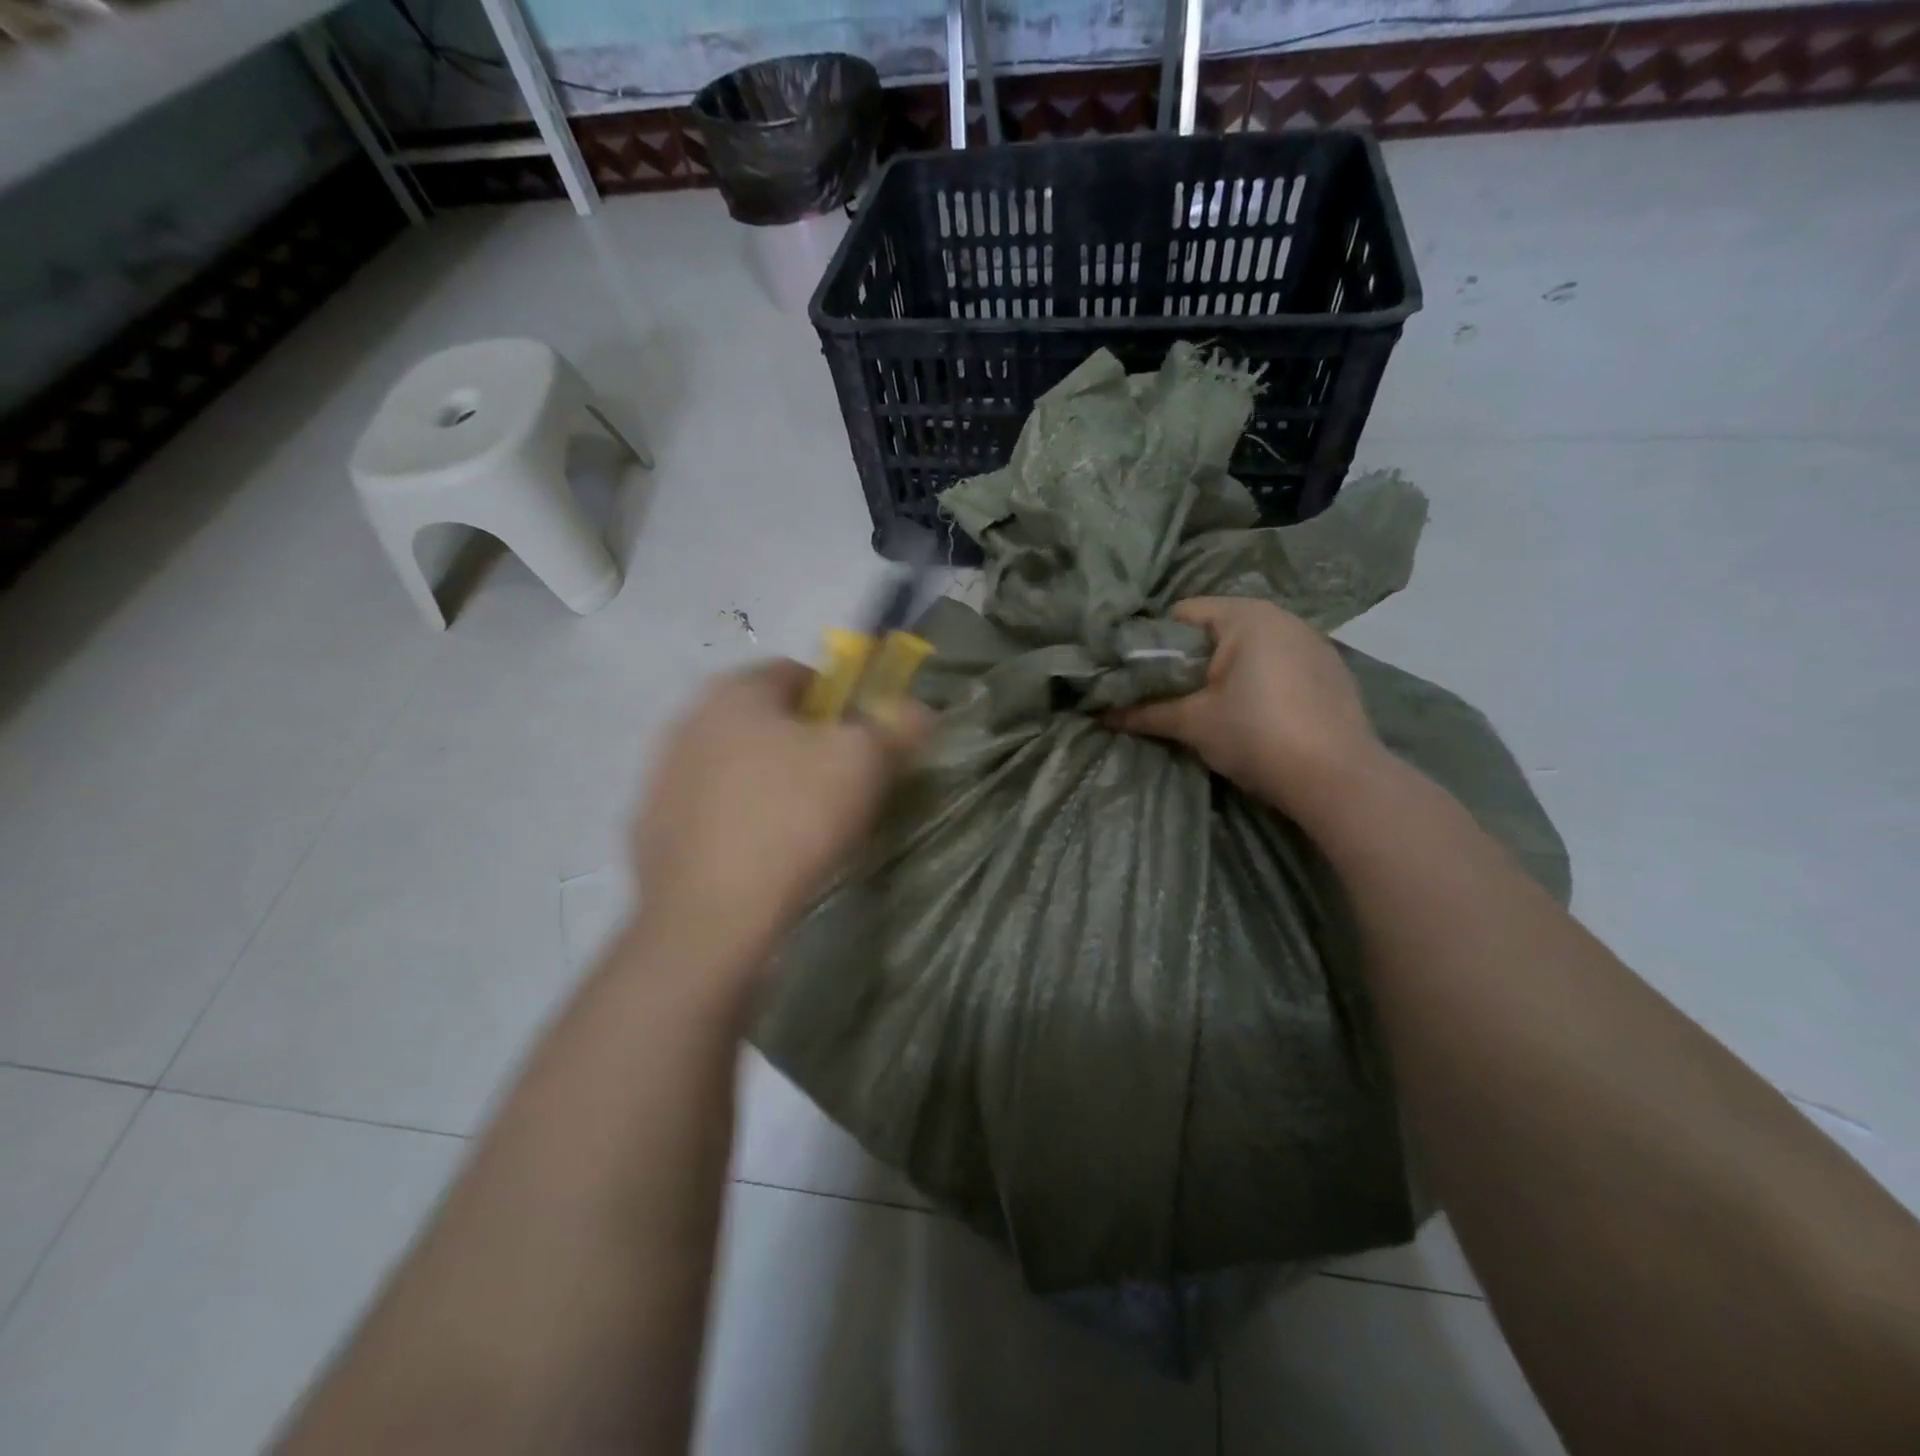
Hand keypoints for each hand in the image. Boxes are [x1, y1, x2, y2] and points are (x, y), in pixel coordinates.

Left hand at [630, 660, 926, 977]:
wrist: (710, 918)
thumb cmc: (792, 819)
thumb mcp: (864, 762)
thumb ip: (896, 724)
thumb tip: (917, 709)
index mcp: (735, 690)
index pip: (801, 674)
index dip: (842, 705)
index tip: (863, 747)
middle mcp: (688, 718)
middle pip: (768, 720)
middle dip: (807, 745)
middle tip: (840, 788)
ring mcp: (662, 775)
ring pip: (738, 765)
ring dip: (771, 783)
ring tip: (802, 828)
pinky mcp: (650, 827)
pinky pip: (712, 808)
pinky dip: (739, 820)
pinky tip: (761, 855)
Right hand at [1108, 597, 1383, 822]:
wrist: (1338, 780)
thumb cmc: (1257, 736)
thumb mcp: (1193, 723)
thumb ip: (1145, 712)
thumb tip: (1101, 714)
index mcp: (1246, 616)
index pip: (1182, 614)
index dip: (1152, 642)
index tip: (1136, 675)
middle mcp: (1282, 617)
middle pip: (1215, 630)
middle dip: (1187, 661)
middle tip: (1164, 695)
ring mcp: (1313, 644)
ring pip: (1248, 649)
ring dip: (1222, 673)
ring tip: (1205, 708)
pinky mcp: (1330, 672)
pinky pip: (1277, 665)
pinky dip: (1256, 682)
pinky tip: (1252, 716)